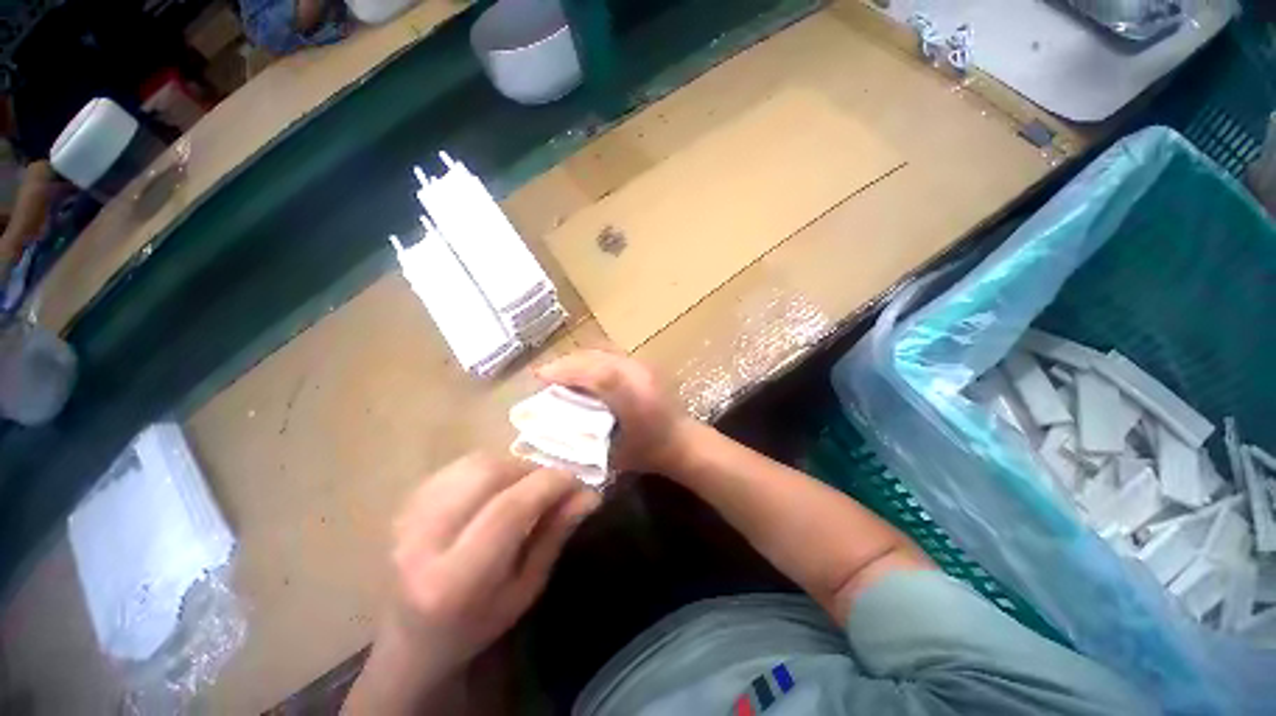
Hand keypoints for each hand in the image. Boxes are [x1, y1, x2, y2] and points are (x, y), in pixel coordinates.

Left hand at [349, 454, 598, 713]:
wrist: (411, 638)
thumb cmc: (477, 624)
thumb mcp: (526, 589)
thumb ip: (555, 535)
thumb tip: (590, 495)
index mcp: (456, 579)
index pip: (509, 509)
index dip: (549, 484)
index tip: (576, 481)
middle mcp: (423, 541)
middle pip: (488, 474)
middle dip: (531, 469)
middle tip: (550, 485)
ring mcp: (407, 518)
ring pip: (474, 463)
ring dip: (512, 466)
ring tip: (526, 486)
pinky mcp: (406, 503)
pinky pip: (459, 466)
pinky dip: (490, 468)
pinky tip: (497, 488)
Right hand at [535, 350, 697, 473]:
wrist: (682, 440)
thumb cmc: (648, 452)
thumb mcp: (613, 453)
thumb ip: (585, 436)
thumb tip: (551, 422)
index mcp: (635, 398)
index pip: (598, 374)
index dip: (566, 370)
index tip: (540, 376)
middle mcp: (639, 374)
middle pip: (597, 356)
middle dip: (566, 363)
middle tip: (545, 376)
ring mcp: (643, 364)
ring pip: (602, 351)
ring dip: (577, 359)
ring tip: (559, 373)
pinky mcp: (643, 363)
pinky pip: (610, 354)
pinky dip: (590, 359)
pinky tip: (581, 372)